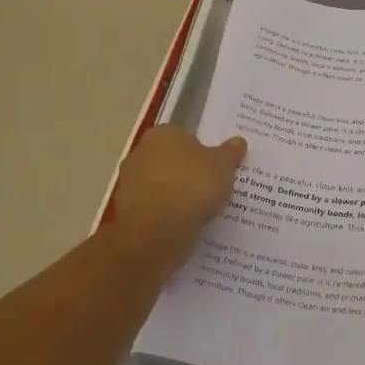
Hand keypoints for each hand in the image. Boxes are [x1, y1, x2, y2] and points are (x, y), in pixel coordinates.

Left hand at [112, 126, 245, 253]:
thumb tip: (238, 142)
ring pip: (161, 185)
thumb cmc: (193, 185)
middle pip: (170, 160)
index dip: (201, 151)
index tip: (215, 167)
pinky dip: (166, 214)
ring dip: (175, 195)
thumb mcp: (224, 166)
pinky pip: (154, 208)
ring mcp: (129, 183)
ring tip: (200, 210)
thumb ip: (230, 152)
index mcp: (163, 133)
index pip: (184, 136)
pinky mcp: (126, 211)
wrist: (157, 230)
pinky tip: (184, 224)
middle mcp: (141, 152)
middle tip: (210, 187)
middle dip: (186, 172)